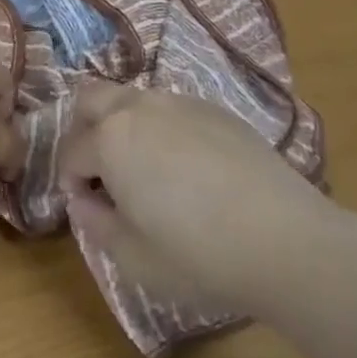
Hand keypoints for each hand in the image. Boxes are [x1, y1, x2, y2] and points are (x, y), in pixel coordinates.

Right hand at [58, 80, 341, 312]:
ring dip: (123, 125)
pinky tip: (189, 168)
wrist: (285, 239)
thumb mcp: (135, 258)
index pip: (70, 151)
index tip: (88, 209)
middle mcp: (138, 107)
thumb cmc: (199, 254)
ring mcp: (178, 102)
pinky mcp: (214, 109)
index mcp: (110, 139)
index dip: (71, 182)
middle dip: (84, 130)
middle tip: (102, 171)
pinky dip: (162, 128)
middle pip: (91, 99)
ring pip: (132, 98)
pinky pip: (171, 108)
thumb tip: (83, 202)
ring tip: (146, 170)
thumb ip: (96, 225)